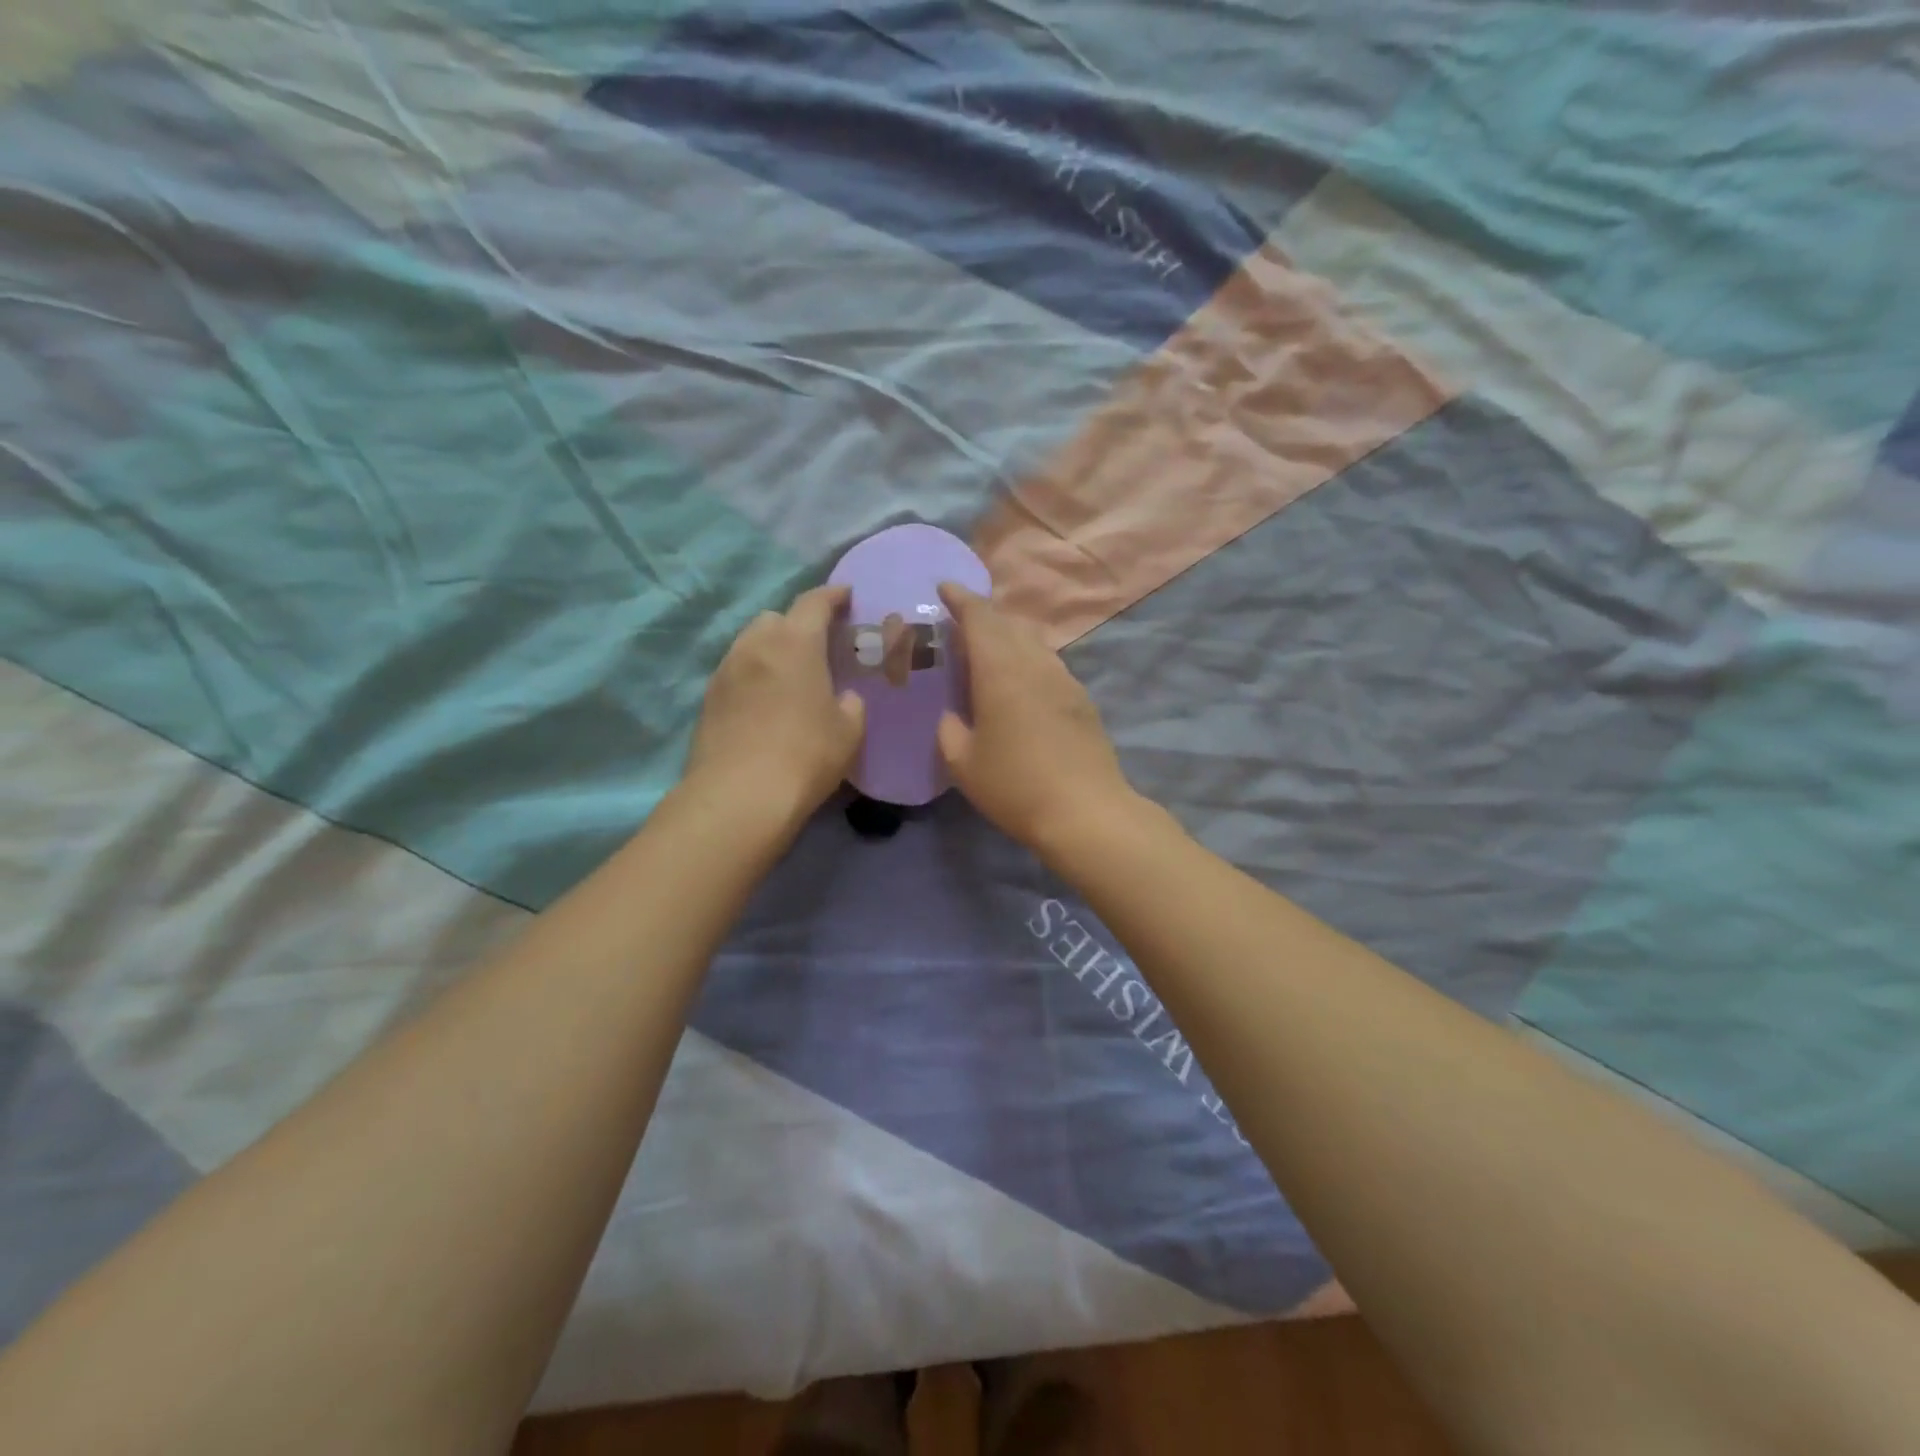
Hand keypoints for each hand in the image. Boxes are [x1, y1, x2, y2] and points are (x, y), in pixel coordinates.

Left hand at [685, 585, 864, 833]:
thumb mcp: (849, 731)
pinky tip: (765, 703)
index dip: (833, 596)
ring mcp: (725, 671)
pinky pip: (736, 672)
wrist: (740, 796)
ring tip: (790, 676)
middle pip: (776, 618)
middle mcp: (755, 646)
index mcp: (795, 643)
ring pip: (750, 644)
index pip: (814, 602)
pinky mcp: (708, 699)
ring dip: (772, 649)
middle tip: (817, 646)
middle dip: (797, 624)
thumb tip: (843, 697)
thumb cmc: (806, 755)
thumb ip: (851, 703)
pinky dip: (754, 676)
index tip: (846, 596)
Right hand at [936, 583, 1135, 854]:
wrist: (1086, 812)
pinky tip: (1020, 685)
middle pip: (1009, 624)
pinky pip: (1048, 665)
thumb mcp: (963, 764)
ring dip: (1009, 637)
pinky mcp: (1082, 701)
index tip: (944, 587)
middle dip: (983, 616)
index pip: (980, 618)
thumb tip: (952, 717)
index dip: (961, 599)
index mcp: (1002, 671)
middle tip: (960, 624)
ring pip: (1033, 643)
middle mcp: (1036, 665)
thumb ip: (949, 731)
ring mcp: (1065, 681)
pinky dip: (1028, 661)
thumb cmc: (1016, 786)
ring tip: (989, 652)